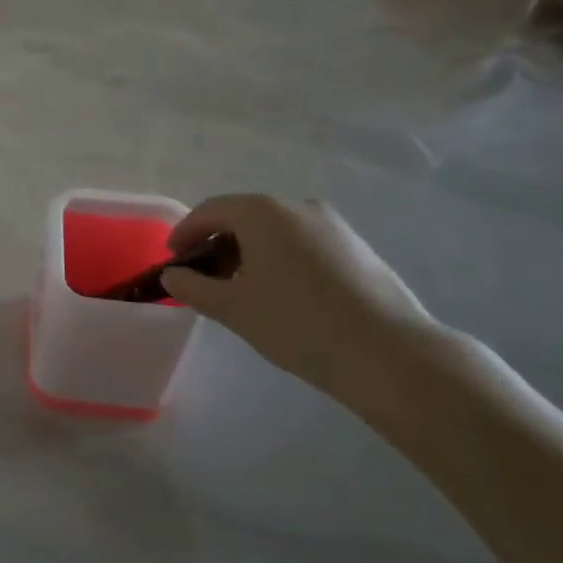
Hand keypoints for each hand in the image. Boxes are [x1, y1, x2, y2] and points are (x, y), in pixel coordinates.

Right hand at [160, 195, 444, 409]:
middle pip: (243, 217)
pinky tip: (284, 294)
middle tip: (205, 277)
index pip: (210, 211)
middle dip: (218, 244)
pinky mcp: (357, 248)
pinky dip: (281, 259)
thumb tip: (172, 275)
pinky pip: (303, 243)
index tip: (172, 259)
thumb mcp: (233, 309)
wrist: (391, 355)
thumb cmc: (298, 324)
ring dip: (250, 252)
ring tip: (244, 289)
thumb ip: (192, 287)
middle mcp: (297, 206)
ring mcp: (333, 225)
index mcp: (262, 212)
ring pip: (276, 230)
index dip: (185, 233)